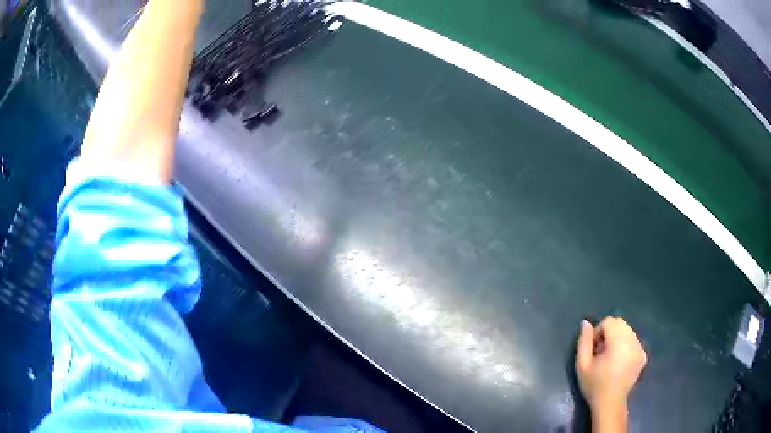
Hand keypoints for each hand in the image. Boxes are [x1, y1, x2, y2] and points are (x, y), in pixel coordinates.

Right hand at [575, 317, 646, 409]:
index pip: (609, 321)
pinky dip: (626, 344)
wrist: (609, 403)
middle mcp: (632, 342)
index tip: (594, 348)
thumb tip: (586, 322)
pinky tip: (619, 361)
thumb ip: (584, 341)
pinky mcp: (643, 355)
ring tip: (610, 356)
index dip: (599, 331)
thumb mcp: (582, 365)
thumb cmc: (594, 385)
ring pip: (628, 330)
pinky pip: (634, 340)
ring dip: (618, 337)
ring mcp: (640, 348)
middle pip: (620, 323)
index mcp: (618, 343)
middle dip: (609, 332)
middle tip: (601, 351)